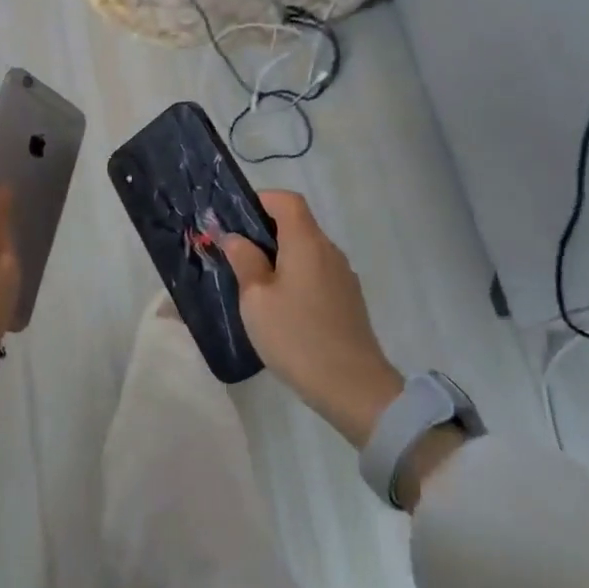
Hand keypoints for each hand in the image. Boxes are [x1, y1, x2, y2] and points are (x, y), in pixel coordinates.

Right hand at [222, 192, 403, 448]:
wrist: (353, 388)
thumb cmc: (297, 337)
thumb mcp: (256, 299)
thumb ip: (245, 261)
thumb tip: (236, 238)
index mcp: (306, 242)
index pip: (286, 200)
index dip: (260, 200)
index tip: (234, 219)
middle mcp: (329, 251)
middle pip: (297, 224)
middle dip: (264, 231)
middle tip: (235, 253)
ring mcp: (343, 276)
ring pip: (306, 250)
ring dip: (280, 256)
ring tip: (253, 283)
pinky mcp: (348, 299)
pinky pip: (317, 272)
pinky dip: (295, 275)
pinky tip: (281, 307)